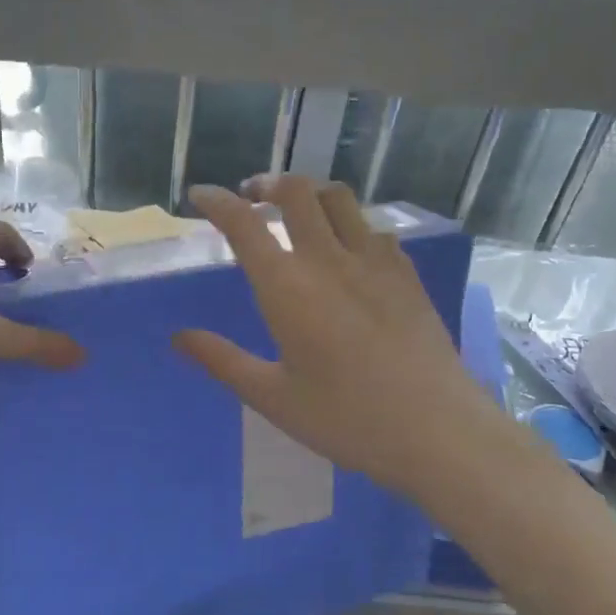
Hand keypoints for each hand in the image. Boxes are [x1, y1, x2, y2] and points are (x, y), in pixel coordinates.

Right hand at [174, 176, 497, 496]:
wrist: (437, 431)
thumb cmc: (346, 419)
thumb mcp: (272, 397)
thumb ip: (222, 361)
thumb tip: (178, 337)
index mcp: (288, 288)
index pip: (244, 225)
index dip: (217, 202)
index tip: (200, 195)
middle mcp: (329, 260)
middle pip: (295, 192)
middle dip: (266, 184)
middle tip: (251, 196)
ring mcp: (375, 262)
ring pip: (338, 199)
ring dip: (309, 193)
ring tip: (296, 210)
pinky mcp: (407, 274)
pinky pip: (373, 228)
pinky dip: (349, 223)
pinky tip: (348, 249)